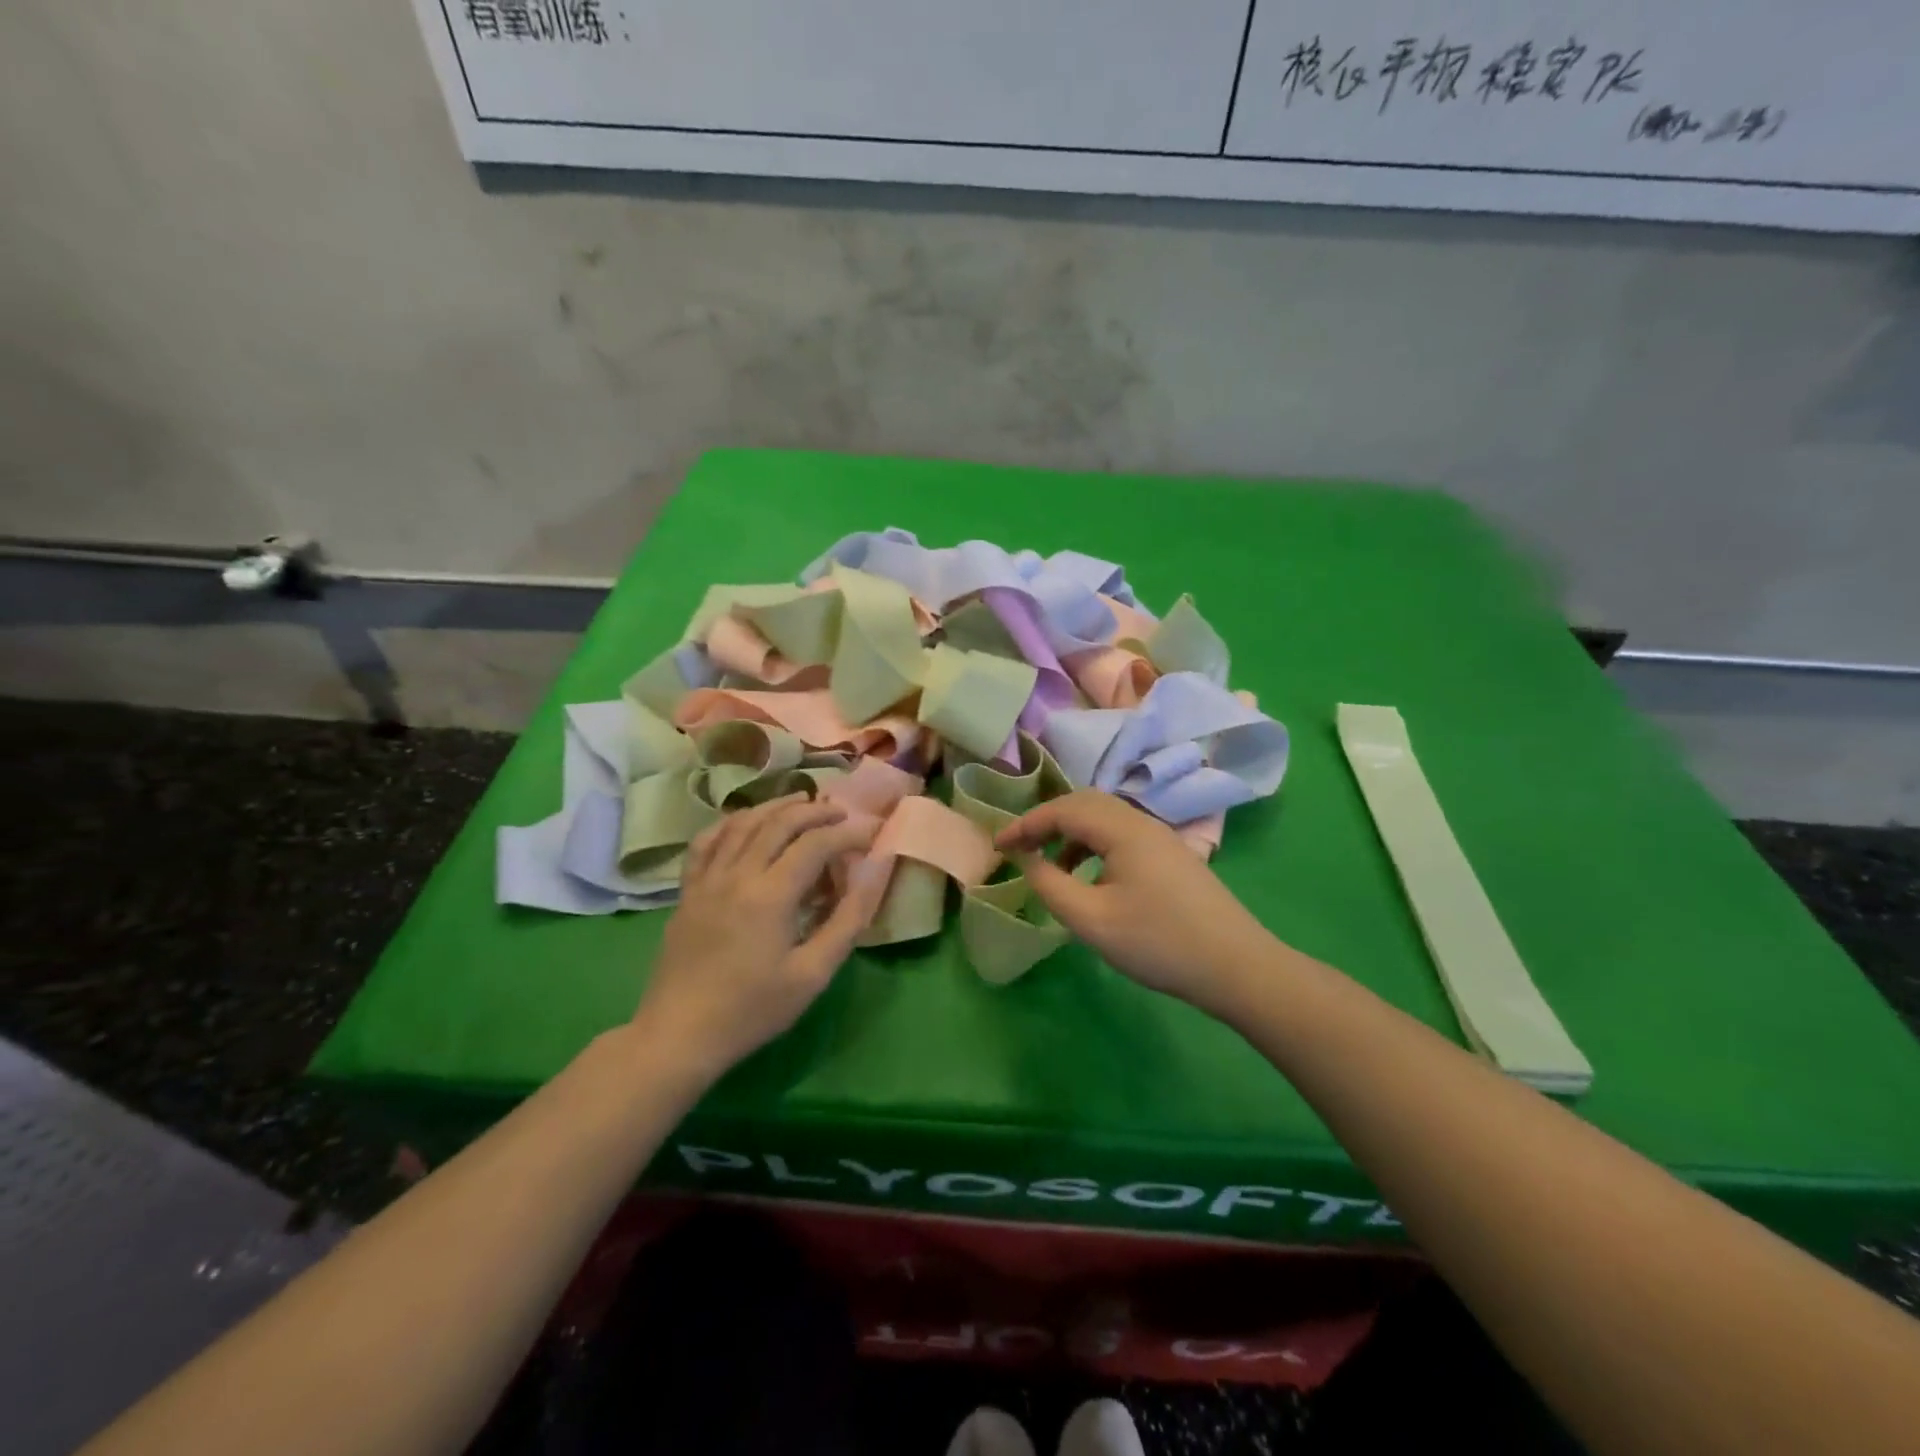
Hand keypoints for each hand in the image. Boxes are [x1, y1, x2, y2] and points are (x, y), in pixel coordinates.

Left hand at [635, 795, 887, 1081]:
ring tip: (801, 802)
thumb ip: (847, 921)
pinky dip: (730, 823)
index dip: (848, 834)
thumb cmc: (752, 1009)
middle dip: (815, 812)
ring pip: (743, 824)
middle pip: (780, 823)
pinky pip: (706, 842)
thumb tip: (874, 876)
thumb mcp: (812, 974)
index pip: (816, 844)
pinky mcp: (687, 891)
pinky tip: (745, 821)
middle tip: (841, 813)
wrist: (679, 1035)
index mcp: (771, 894)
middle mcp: (737, 874)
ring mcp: (707, 879)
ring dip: (776, 807)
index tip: (872, 834)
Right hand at [996, 790, 1274, 1015]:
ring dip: (1071, 833)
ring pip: (1104, 818)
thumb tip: (1028, 859)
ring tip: (1051, 867)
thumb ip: (1051, 886)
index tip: (998, 846)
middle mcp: (1142, 821)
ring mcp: (1161, 836)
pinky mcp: (1172, 855)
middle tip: (1020, 849)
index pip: (1062, 809)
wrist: (1237, 966)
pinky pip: (1121, 834)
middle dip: (1047, 821)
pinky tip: (1090, 878)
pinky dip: (1094, 845)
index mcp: (1123, 829)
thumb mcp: (1093, 921)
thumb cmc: (1159, 943)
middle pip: (1084, 803)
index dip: (1025, 824)